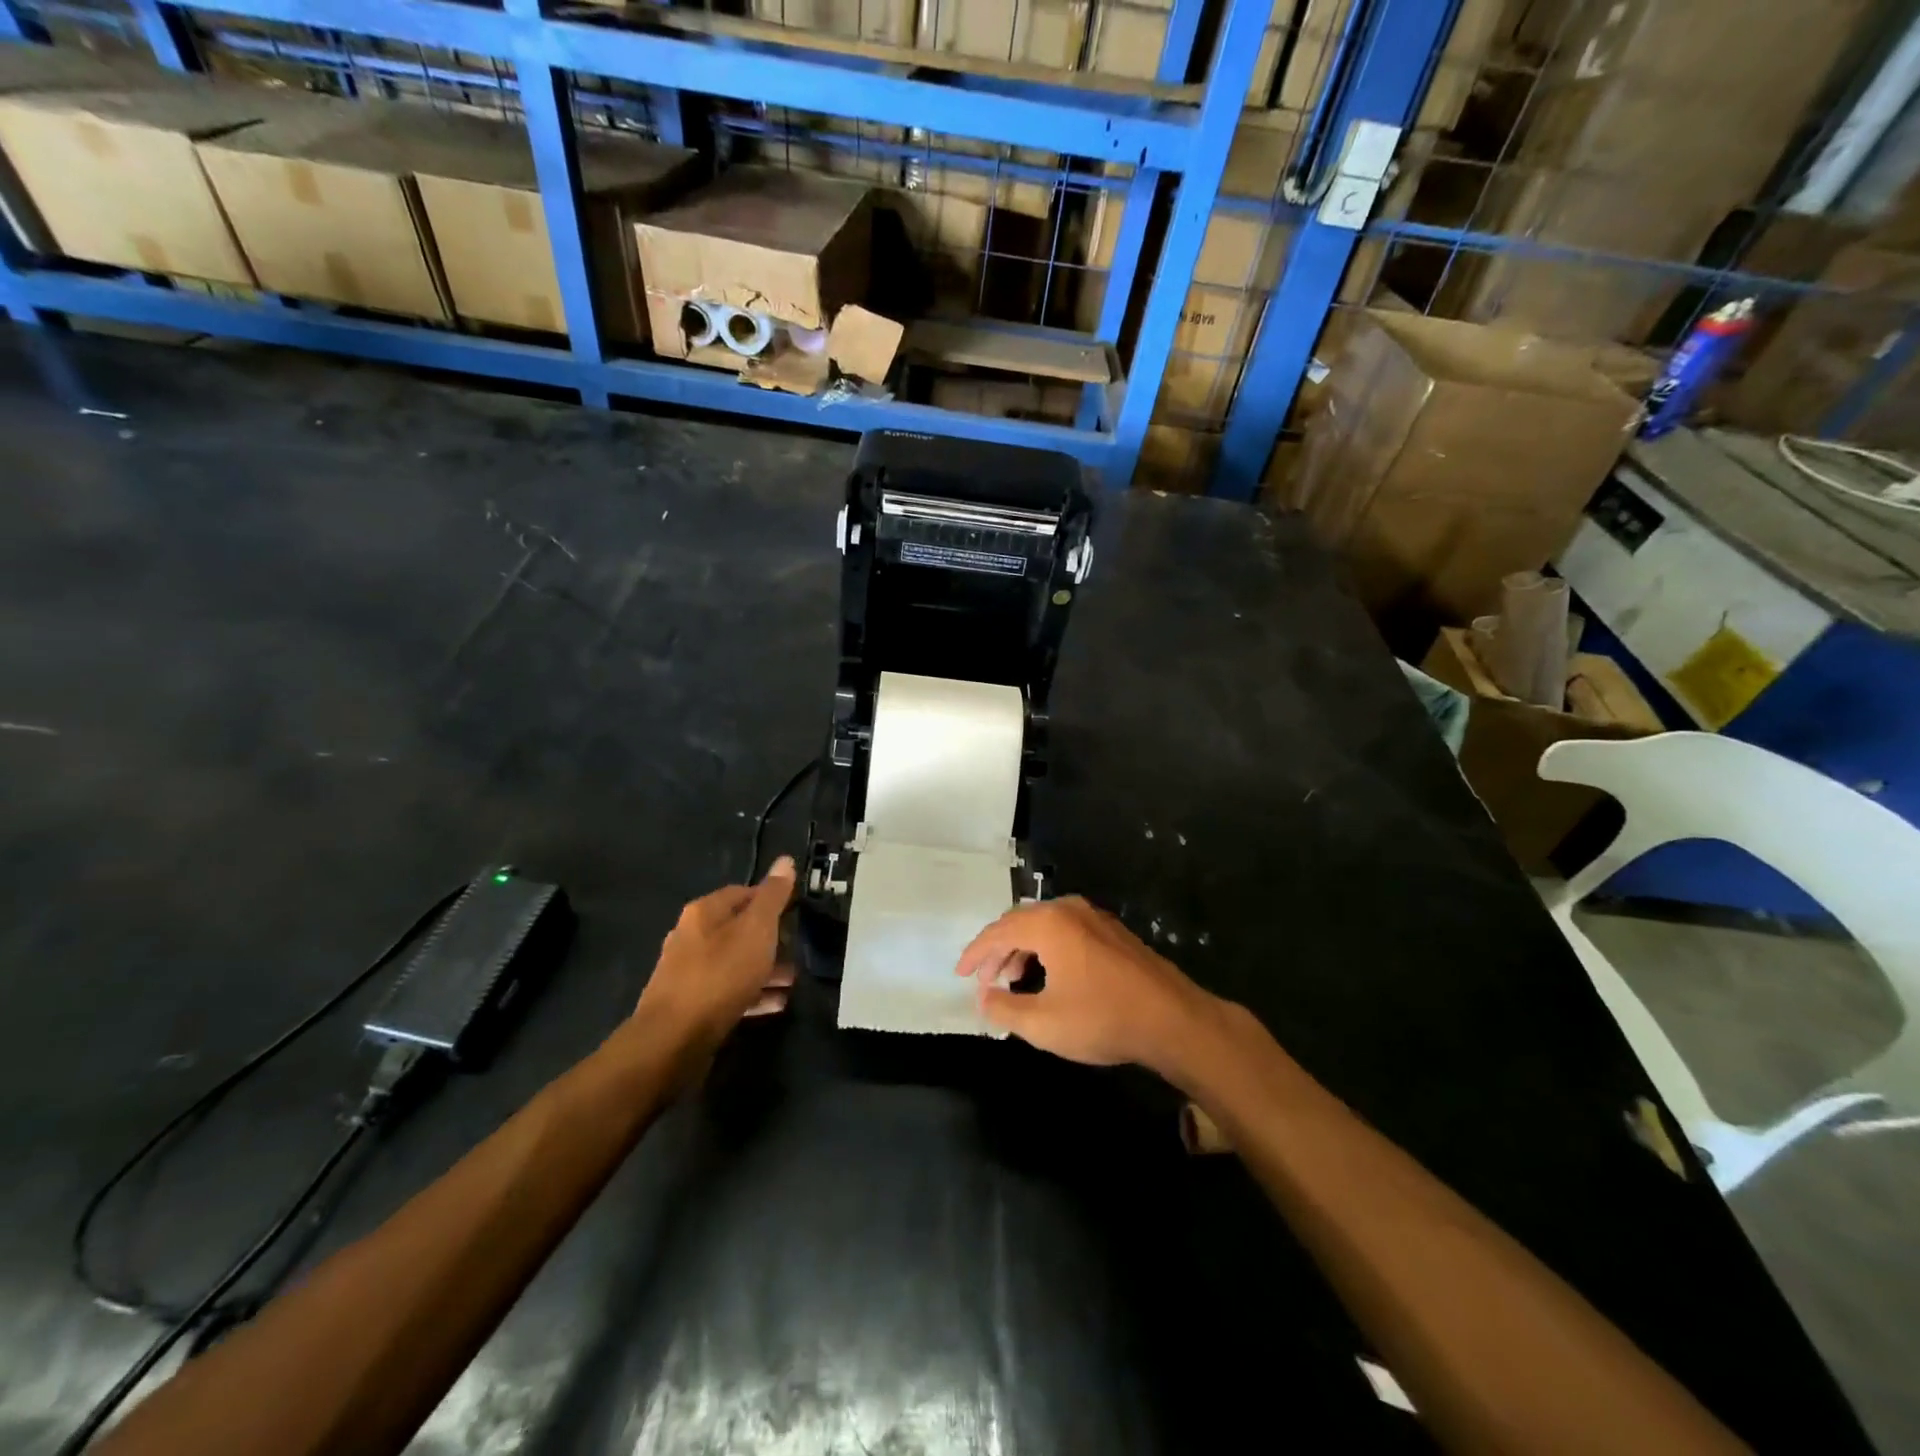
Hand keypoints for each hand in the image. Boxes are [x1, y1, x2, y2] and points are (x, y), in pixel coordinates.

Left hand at [633, 857, 797, 1063]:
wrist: (673, 1040)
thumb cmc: (720, 974)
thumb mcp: (756, 929)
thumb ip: (773, 896)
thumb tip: (785, 860)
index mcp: (704, 912)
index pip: (742, 892)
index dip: (771, 900)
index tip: (795, 913)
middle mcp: (691, 936)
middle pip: (738, 929)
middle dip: (770, 939)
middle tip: (797, 950)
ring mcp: (688, 973)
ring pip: (735, 962)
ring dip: (765, 969)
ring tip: (793, 982)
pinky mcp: (690, 1005)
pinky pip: (728, 991)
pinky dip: (752, 993)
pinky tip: (775, 1004)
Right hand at [955, 896, 1216, 1075]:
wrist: (1173, 1020)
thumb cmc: (1103, 1019)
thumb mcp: (1044, 1023)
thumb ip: (1005, 1008)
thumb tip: (983, 997)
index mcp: (1049, 924)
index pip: (998, 932)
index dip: (975, 954)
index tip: (959, 974)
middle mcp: (1069, 909)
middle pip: (1019, 921)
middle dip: (997, 950)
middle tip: (983, 979)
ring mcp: (1094, 917)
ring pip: (1043, 924)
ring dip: (1022, 949)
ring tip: (1013, 980)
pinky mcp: (1112, 931)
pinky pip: (1065, 929)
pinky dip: (1046, 947)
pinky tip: (1048, 975)